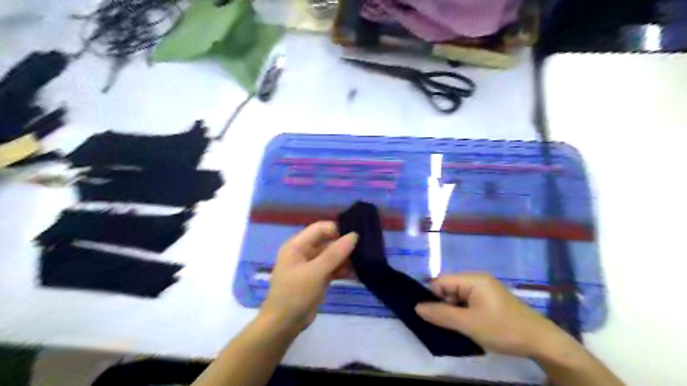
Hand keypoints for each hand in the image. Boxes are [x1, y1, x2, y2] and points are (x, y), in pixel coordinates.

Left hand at [260, 223, 359, 334]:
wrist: (284, 325)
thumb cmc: (295, 294)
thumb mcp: (316, 272)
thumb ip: (335, 253)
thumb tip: (354, 235)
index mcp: (297, 245)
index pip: (320, 228)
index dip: (337, 230)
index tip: (356, 237)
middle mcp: (303, 252)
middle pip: (327, 241)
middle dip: (344, 245)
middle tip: (364, 249)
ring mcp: (310, 266)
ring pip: (331, 255)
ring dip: (345, 258)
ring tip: (363, 262)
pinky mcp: (316, 278)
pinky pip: (331, 268)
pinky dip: (342, 270)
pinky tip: (357, 273)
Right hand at [416, 272, 571, 358]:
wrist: (542, 342)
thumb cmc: (503, 329)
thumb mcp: (469, 324)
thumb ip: (441, 315)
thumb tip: (417, 307)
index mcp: (473, 279)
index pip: (441, 281)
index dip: (431, 296)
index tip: (427, 315)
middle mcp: (477, 280)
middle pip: (449, 288)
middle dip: (442, 305)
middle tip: (442, 325)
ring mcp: (485, 290)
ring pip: (457, 297)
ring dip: (452, 311)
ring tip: (454, 328)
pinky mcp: (490, 301)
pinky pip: (468, 303)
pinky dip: (462, 313)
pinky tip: (465, 327)